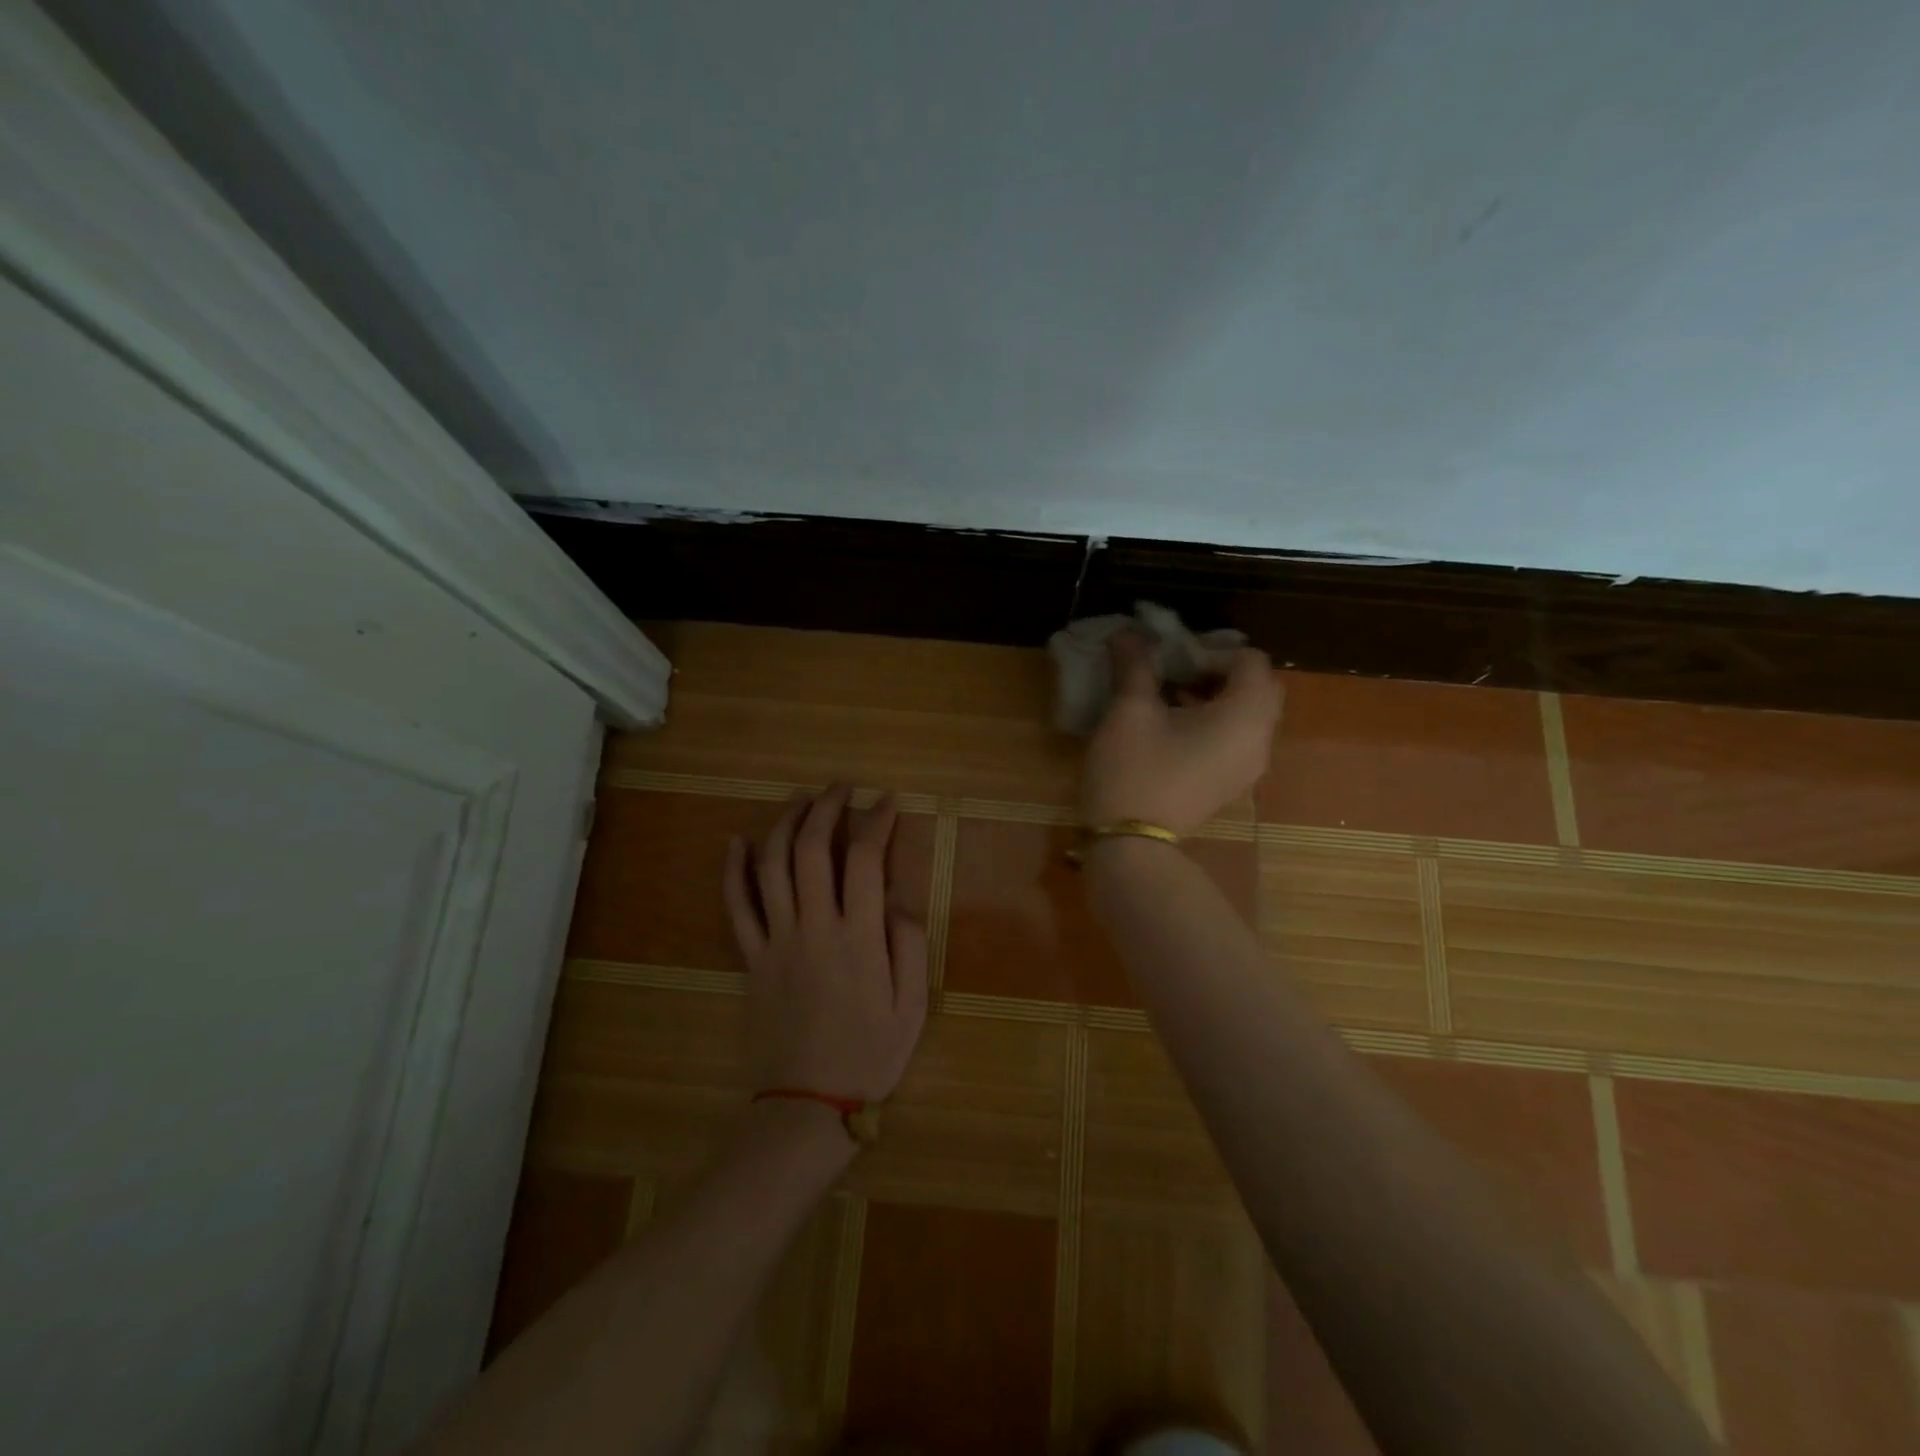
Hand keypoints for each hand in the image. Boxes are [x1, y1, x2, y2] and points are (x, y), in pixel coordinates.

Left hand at [723, 785, 928, 1105]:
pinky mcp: (751, 958)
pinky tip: (736, 841)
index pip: (865, 860)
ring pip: (771, 866)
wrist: (806, 1104)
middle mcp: (814, 927)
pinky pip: (736, 907)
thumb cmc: (868, 1056)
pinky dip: (733, 870)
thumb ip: (909, 946)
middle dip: (827, 808)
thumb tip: (895, 899)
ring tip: (800, 799)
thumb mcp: (911, 1007)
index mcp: (858, 938)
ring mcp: (776, 940)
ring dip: (784, 824)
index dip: (876, 822)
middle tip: (841, 787)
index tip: (887, 802)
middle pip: (812, 849)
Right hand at [1080, 633, 1282, 834]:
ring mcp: (1249, 767)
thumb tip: (1126, 633)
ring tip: (1171, 696)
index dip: (1213, 650)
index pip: (1251, 661)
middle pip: (1258, 687)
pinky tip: (1174, 728)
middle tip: (1177, 671)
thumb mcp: (1130, 711)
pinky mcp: (1232, 784)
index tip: (1174, 657)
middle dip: (1219, 671)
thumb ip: (1135, 666)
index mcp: (1244, 716)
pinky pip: (1238, 739)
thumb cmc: (1134, 770)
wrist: (1131, 843)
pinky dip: (1217, 723)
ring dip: (1217, 696)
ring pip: (1249, 715)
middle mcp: (1260, 740)